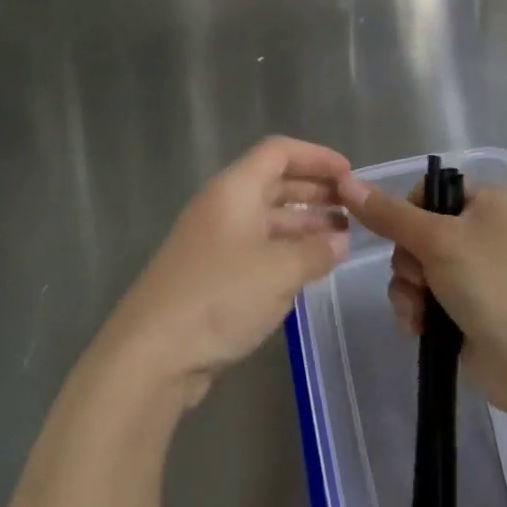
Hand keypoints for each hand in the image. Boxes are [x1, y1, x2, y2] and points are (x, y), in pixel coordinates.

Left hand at [100, 136, 351, 405]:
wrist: (152, 354)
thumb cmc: (219, 297)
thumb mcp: (279, 271)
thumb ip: (315, 251)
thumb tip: (339, 240)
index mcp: (234, 190)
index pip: (279, 152)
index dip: (317, 156)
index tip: (351, 174)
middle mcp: (222, 208)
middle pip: (274, 183)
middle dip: (315, 191)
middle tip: (354, 208)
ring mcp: (214, 242)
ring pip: (267, 219)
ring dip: (304, 224)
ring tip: (342, 239)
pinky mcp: (211, 275)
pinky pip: (257, 249)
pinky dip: (286, 251)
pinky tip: (310, 267)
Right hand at [337, 176, 506, 420]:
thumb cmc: (492, 282)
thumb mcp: (437, 239)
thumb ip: (389, 214)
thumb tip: (347, 181)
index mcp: (485, 202)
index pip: (428, 191)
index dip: (407, 212)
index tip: (405, 232)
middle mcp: (478, 231)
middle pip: (414, 233)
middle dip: (408, 261)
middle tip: (424, 278)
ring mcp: (470, 273)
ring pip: (412, 269)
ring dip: (408, 290)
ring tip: (422, 311)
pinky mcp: (461, 308)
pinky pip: (420, 298)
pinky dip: (415, 311)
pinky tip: (420, 328)